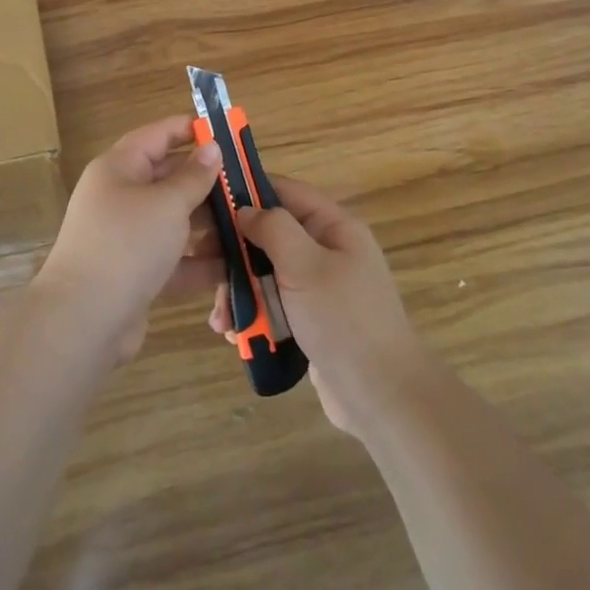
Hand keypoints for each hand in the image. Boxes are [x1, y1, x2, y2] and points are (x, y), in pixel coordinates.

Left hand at [36, 117, 223, 362]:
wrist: (83, 321)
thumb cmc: (127, 245)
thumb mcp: (167, 204)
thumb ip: (194, 176)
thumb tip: (211, 148)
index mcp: (119, 168)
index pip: (158, 135)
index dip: (190, 129)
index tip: (226, 131)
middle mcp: (120, 197)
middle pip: (168, 178)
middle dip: (207, 182)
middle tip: (246, 184)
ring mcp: (126, 237)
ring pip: (174, 220)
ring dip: (208, 224)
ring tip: (248, 225)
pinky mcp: (135, 273)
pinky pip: (173, 258)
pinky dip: (199, 261)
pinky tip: (233, 266)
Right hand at [208, 177, 424, 436]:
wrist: (382, 398)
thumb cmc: (343, 320)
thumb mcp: (305, 265)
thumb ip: (273, 228)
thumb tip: (244, 209)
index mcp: (334, 227)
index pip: (285, 191)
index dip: (248, 191)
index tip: (208, 204)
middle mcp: (327, 250)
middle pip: (270, 235)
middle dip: (237, 254)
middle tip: (207, 271)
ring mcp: (319, 287)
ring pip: (267, 273)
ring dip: (240, 291)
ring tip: (221, 319)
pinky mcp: (310, 320)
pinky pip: (273, 305)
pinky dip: (253, 315)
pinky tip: (235, 334)